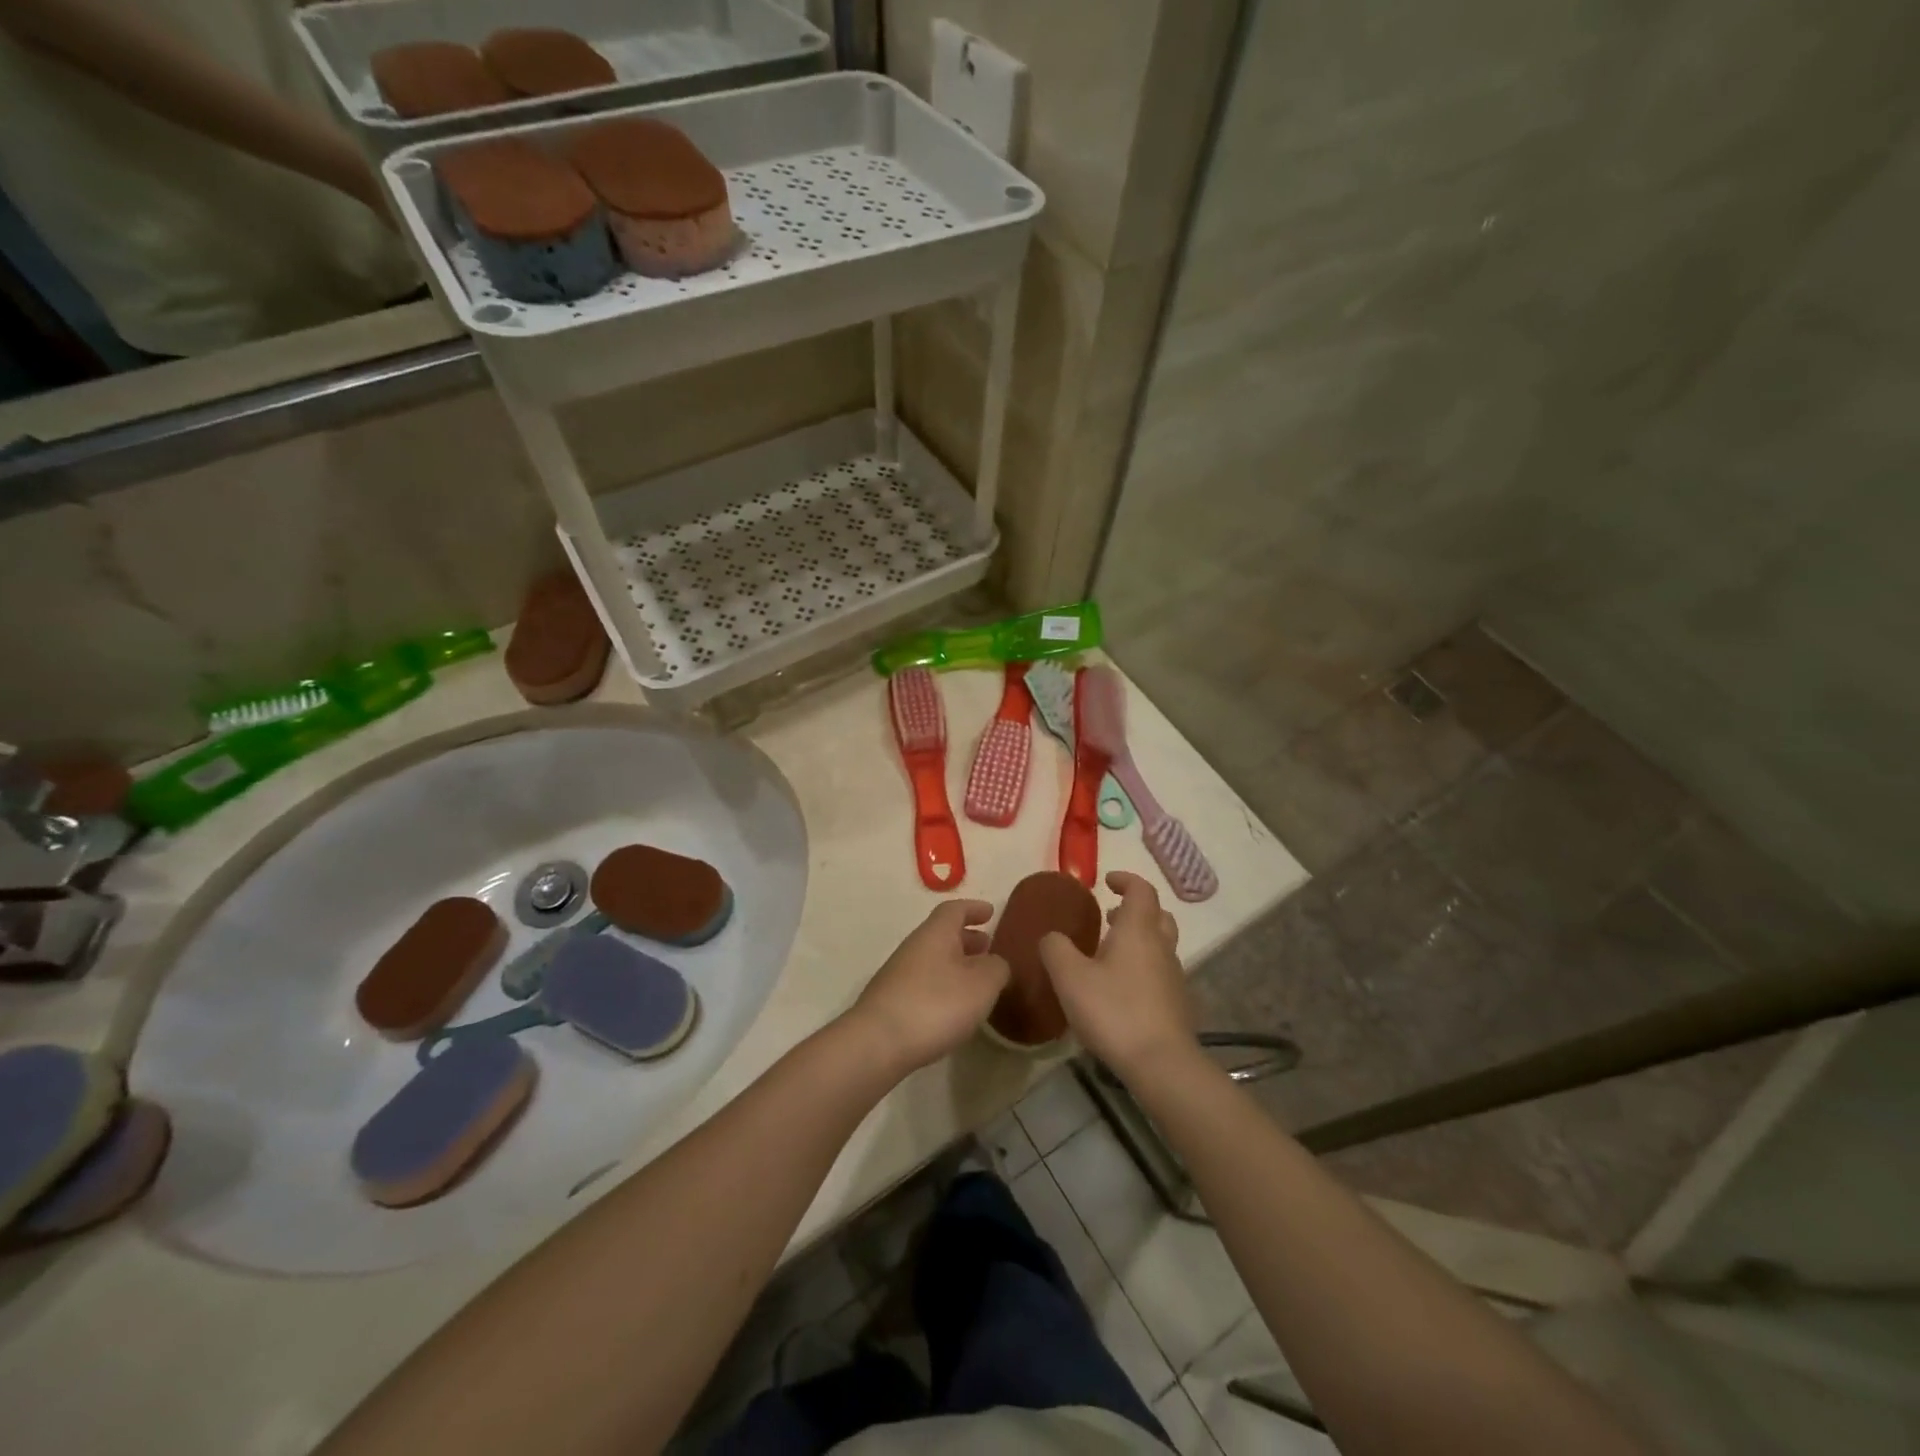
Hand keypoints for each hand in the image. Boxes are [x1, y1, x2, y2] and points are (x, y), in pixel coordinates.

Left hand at [846, 900, 1009, 1077]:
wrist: (878, 1042)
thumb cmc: (937, 1004)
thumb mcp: (982, 984)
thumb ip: (996, 968)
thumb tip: (995, 963)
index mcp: (936, 933)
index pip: (955, 910)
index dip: (973, 909)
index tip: (990, 912)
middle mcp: (914, 947)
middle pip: (942, 934)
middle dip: (966, 938)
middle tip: (987, 947)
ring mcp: (898, 974)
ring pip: (933, 959)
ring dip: (956, 964)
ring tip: (976, 981)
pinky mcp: (891, 1001)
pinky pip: (924, 982)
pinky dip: (943, 985)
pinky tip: (953, 1008)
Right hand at [1039, 872, 1195, 1081]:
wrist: (1161, 1063)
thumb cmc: (1113, 1010)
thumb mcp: (1070, 977)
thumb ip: (1056, 949)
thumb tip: (1052, 936)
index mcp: (1138, 930)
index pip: (1141, 890)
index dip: (1125, 880)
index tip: (1106, 882)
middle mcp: (1161, 946)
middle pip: (1157, 915)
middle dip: (1135, 909)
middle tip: (1110, 916)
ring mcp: (1173, 976)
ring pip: (1160, 944)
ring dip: (1139, 939)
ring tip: (1109, 952)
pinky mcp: (1176, 1003)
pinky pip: (1160, 971)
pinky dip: (1142, 966)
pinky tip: (1120, 988)